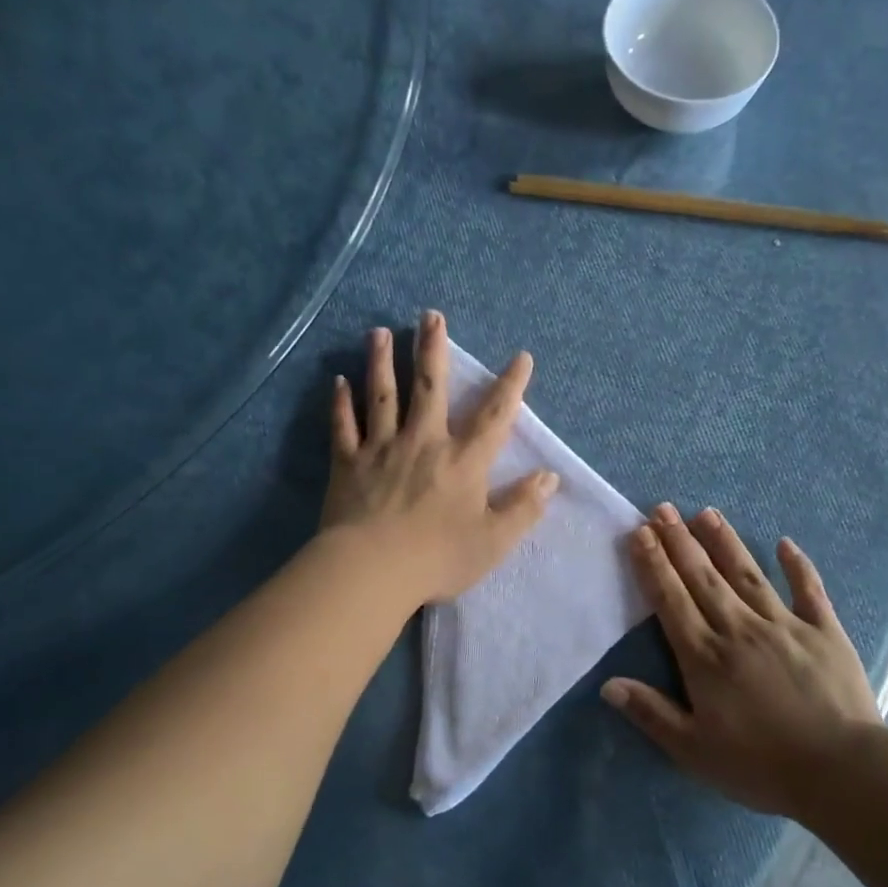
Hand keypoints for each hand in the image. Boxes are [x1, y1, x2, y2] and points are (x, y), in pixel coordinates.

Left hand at [321, 311, 558, 604]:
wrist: (372, 570)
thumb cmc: (438, 558)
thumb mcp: (493, 541)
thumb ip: (523, 508)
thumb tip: (549, 477)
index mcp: (463, 461)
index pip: (494, 416)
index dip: (511, 386)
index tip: (521, 357)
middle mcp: (423, 442)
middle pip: (430, 387)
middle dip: (432, 349)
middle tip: (430, 316)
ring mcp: (382, 449)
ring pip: (382, 396)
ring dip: (382, 362)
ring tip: (379, 332)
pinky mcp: (348, 463)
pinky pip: (343, 427)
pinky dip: (340, 404)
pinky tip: (337, 382)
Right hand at [602, 504, 882, 819]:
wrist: (841, 772)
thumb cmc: (761, 765)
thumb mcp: (694, 750)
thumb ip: (651, 713)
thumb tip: (608, 684)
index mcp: (705, 656)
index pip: (671, 600)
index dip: (653, 564)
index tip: (639, 532)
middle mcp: (739, 629)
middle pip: (703, 577)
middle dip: (679, 541)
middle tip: (663, 508)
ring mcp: (784, 625)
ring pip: (747, 574)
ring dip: (725, 542)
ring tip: (706, 513)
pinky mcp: (824, 631)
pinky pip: (809, 590)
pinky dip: (798, 566)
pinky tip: (786, 543)